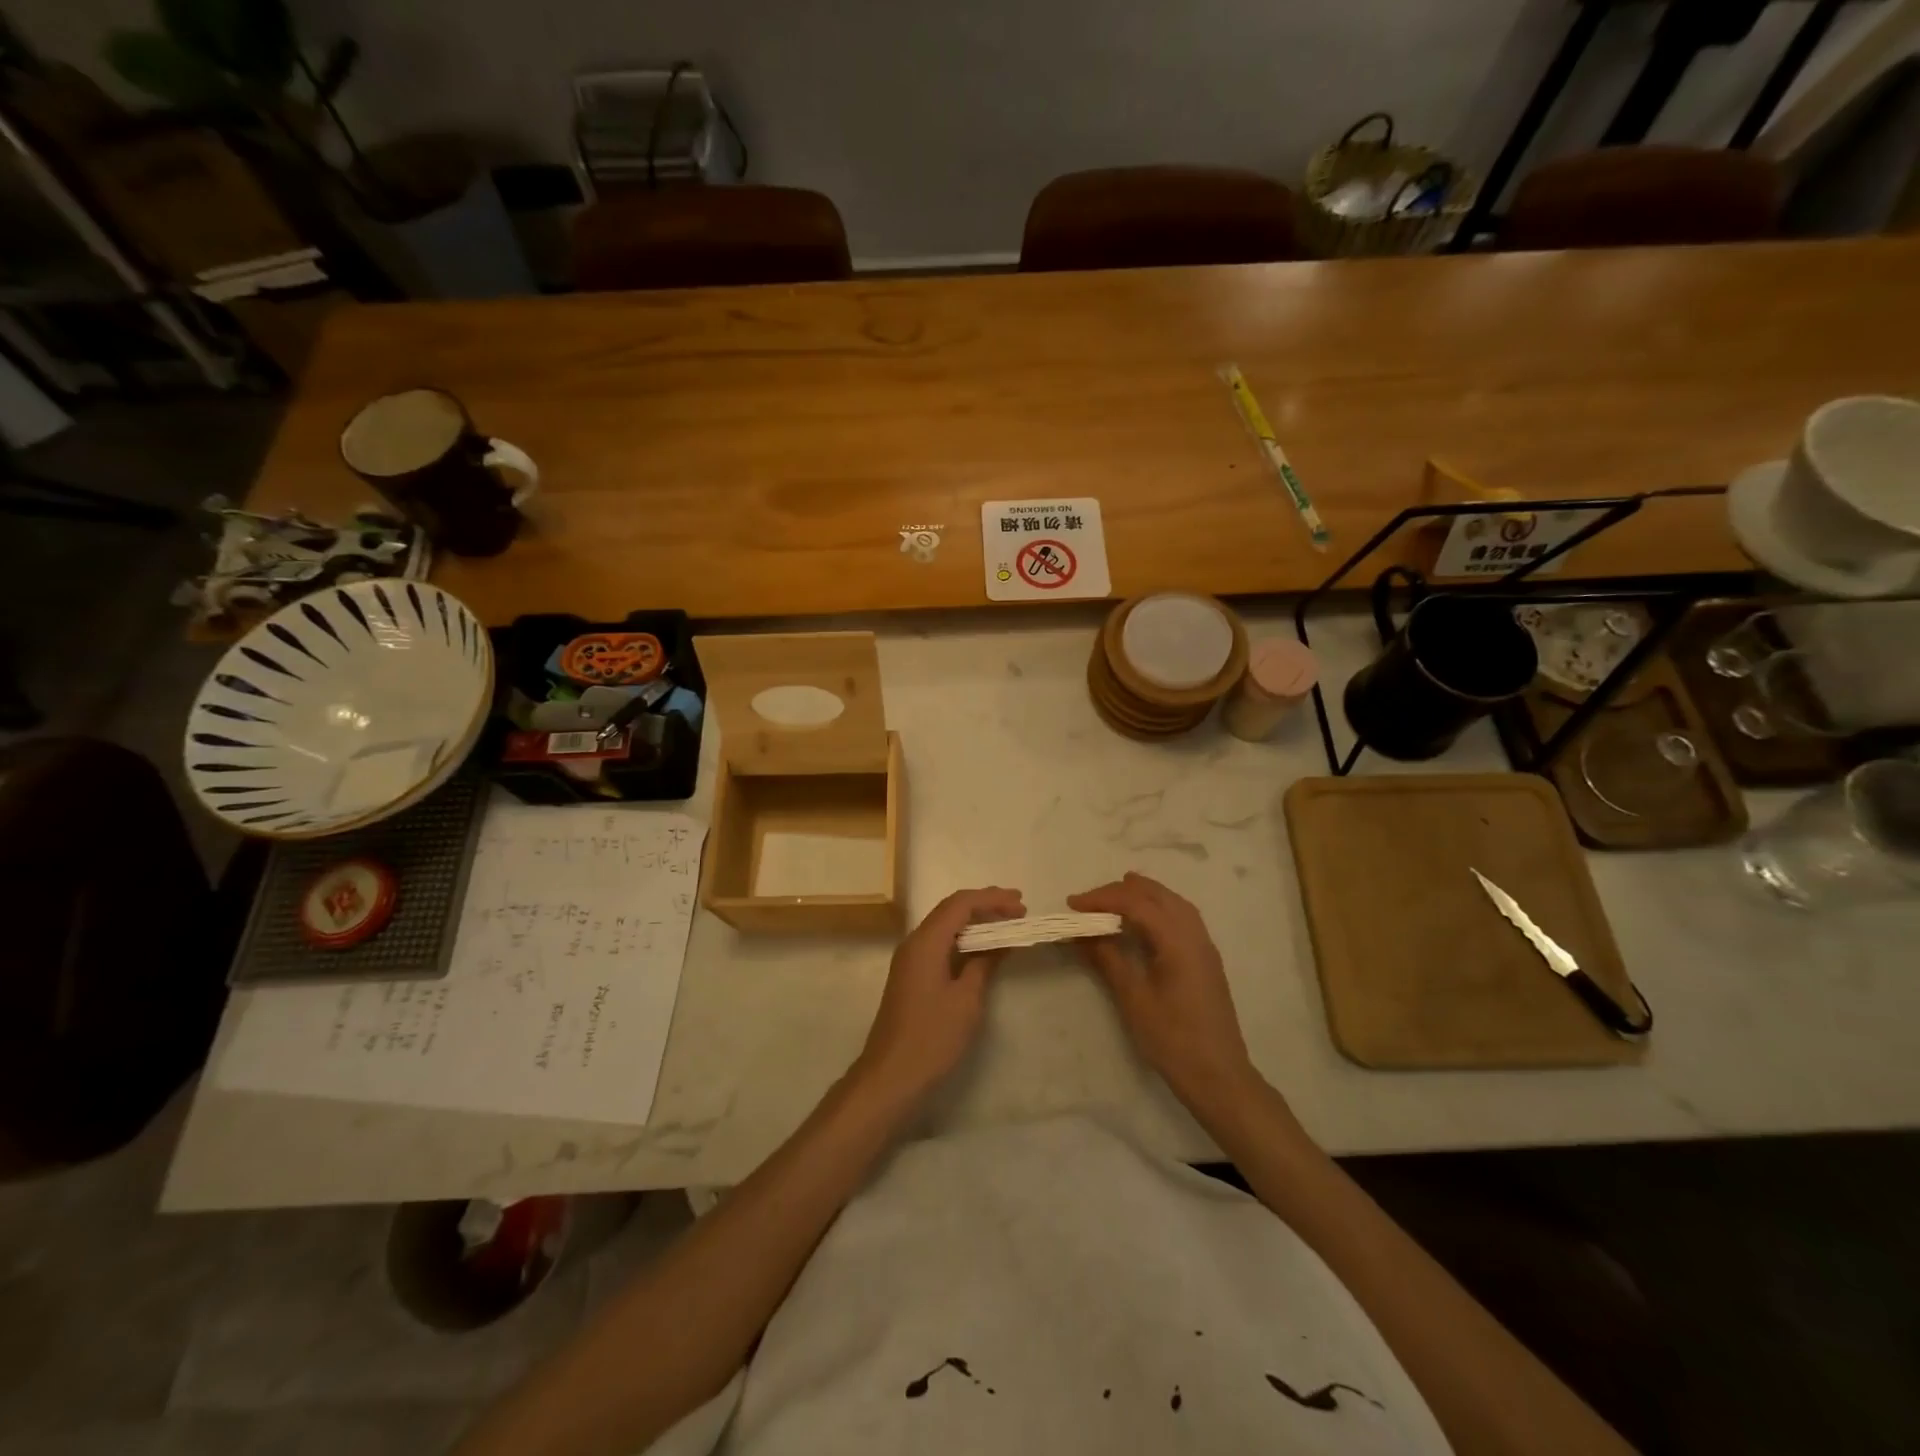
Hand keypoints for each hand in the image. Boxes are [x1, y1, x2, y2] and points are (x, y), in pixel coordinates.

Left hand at [854, 886, 1025, 1109]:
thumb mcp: (966, 1000)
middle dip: (984, 904)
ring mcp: (910, 959)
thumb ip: (983, 964)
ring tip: (1006, 922)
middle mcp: (914, 942)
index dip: (992, 899)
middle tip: (1018, 907)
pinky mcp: (911, 975)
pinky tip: (982, 948)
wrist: (890, 1076)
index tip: (1021, 905)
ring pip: (945, 926)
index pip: (960, 904)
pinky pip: (940, 943)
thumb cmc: (932, 1037)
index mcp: (926, 942)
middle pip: (950, 910)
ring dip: (974, 920)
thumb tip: (999, 942)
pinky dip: (964, 939)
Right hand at [1068, 873, 1258, 1113]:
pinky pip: (1181, 917)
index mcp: (1177, 941)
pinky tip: (1141, 922)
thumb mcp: (1133, 998)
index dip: (1102, 898)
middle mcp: (1195, 934)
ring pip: (1173, 903)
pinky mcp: (1206, 959)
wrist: (1218, 1076)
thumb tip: (1083, 933)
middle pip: (1157, 895)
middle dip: (1121, 891)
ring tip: (1114, 899)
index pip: (1136, 903)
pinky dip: (1157, 908)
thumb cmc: (1172, 1039)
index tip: (1072, 904)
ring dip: (1142, 895)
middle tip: (1089, 901)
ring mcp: (1204, 946)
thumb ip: (1109, 958)